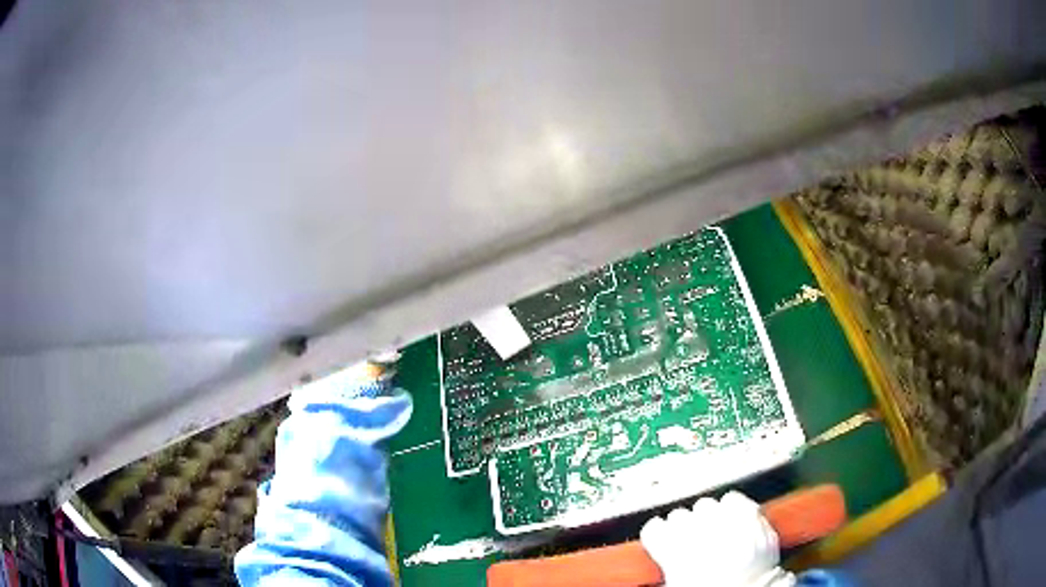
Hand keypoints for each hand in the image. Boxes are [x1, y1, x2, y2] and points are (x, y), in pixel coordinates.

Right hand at [640, 491, 795, 586]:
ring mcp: (725, 522)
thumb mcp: (679, 582)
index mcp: (674, 552)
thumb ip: (668, 560)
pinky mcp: (750, 515)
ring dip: (707, 516)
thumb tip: (664, 549)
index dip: (659, 535)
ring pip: (705, 504)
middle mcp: (698, 533)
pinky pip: (733, 498)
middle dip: (684, 526)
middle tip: (692, 541)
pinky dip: (732, 505)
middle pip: (679, 514)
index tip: (663, 539)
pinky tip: (731, 518)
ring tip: (713, 531)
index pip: (654, 528)